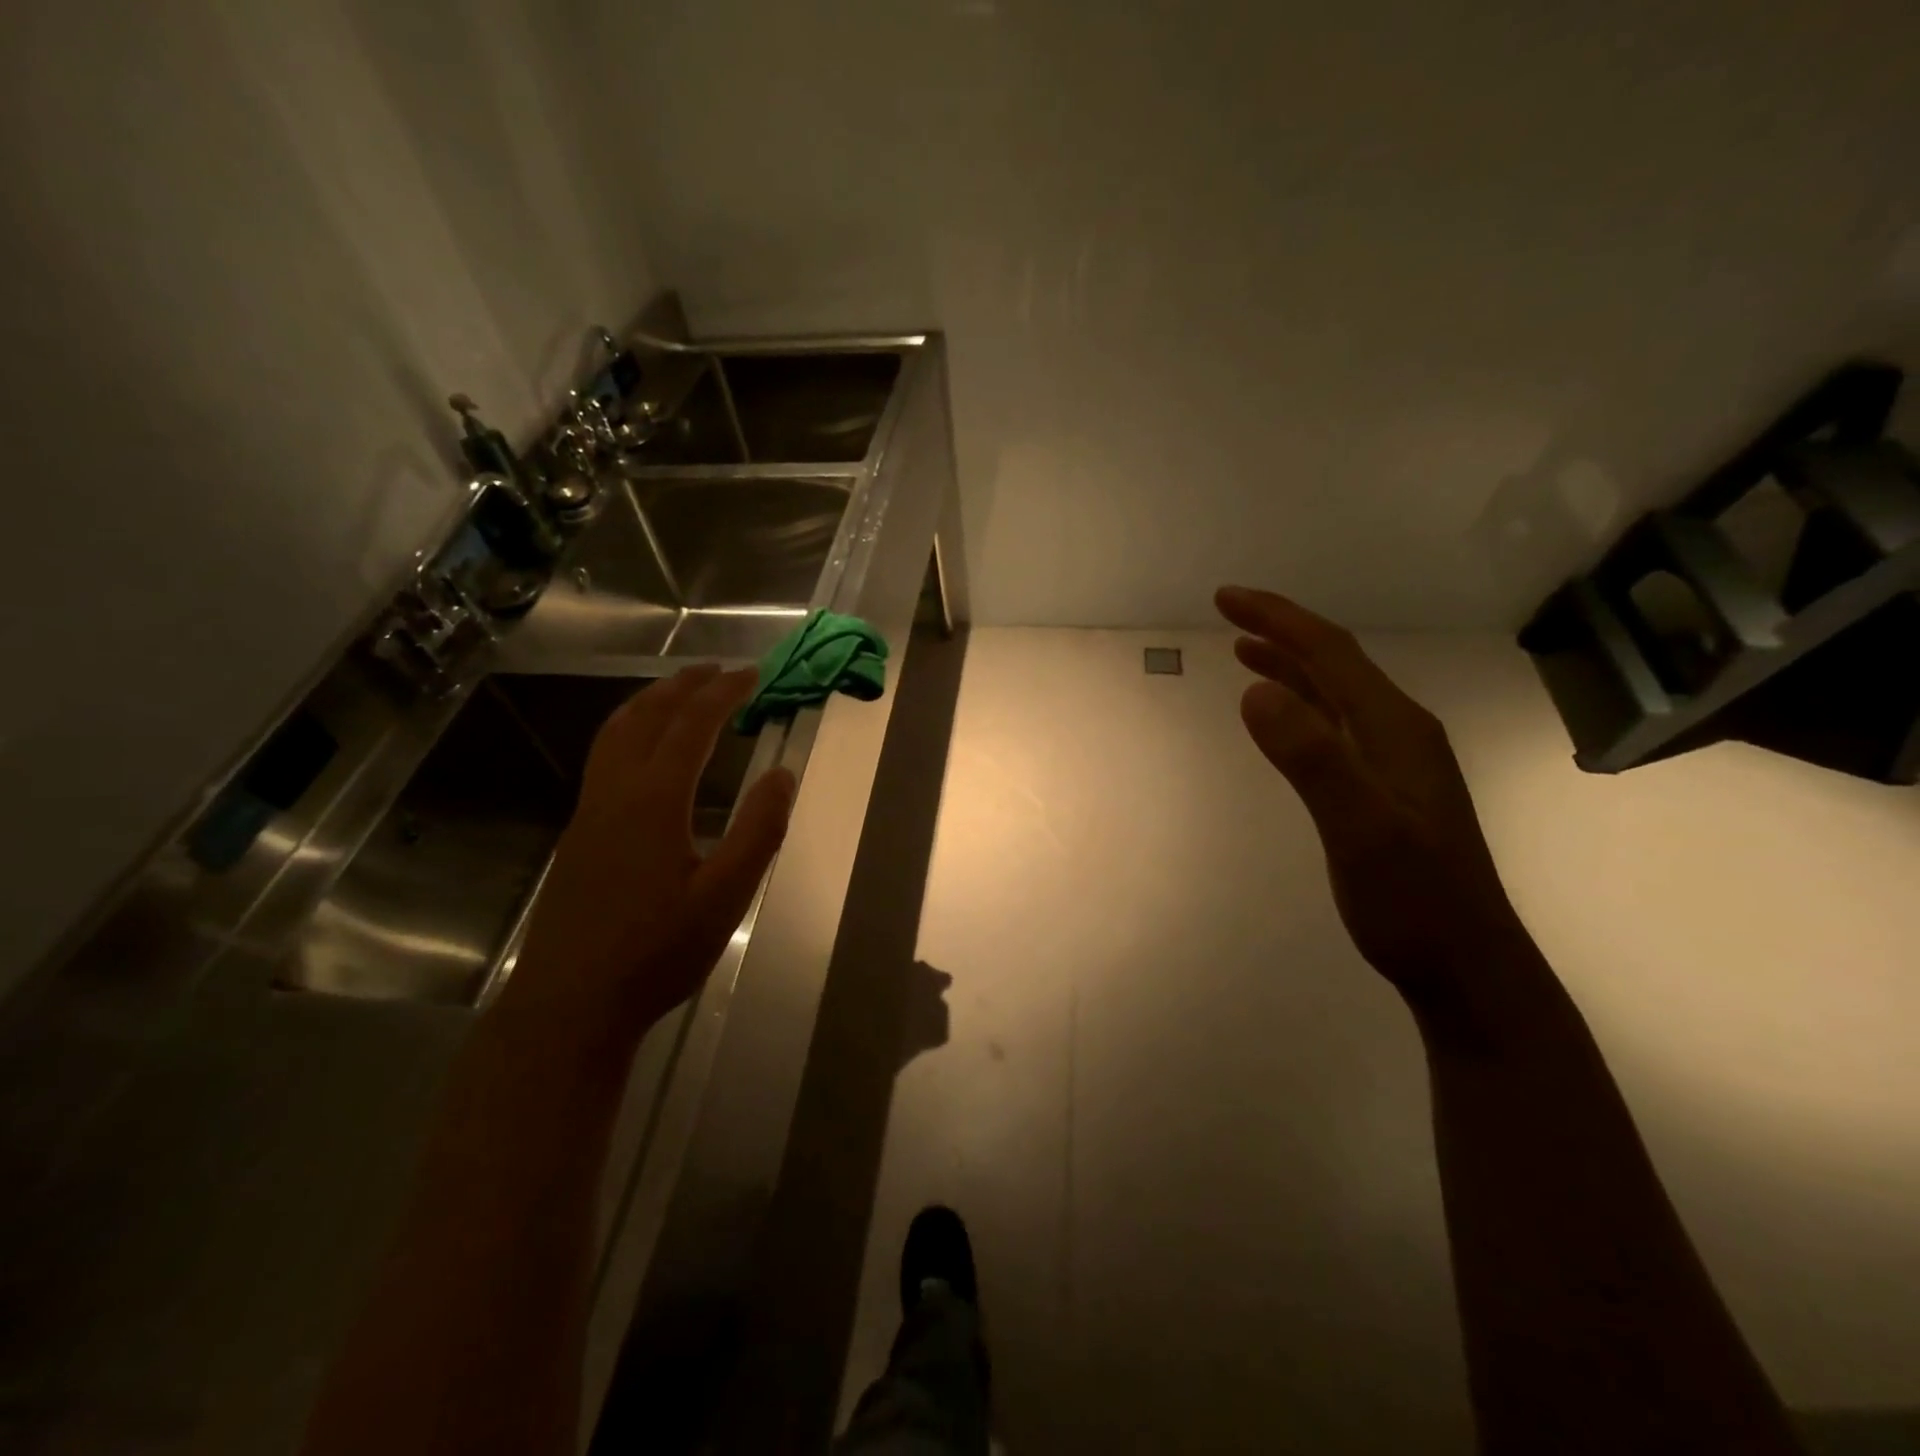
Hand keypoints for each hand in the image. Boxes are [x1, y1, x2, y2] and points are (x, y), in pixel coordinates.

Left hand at [506, 665, 795, 1039]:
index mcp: (654, 800)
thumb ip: (759, 831)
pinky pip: (604, 758)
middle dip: (683, 686)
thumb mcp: (725, 896)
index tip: (752, 674)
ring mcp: (589, 812)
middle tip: (716, 669)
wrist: (569, 1004)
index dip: (723, 693)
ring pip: (614, 734)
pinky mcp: (578, 835)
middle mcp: (615, 793)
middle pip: (646, 717)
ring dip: (649, 703)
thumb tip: (782, 773)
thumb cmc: (656, 952)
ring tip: (678, 692)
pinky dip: (630, 730)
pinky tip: (645, 752)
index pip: (692, 725)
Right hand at [1215, 586, 1525, 1005]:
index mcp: (1396, 728)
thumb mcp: (1360, 830)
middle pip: (1336, 663)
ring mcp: (1396, 762)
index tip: (1225, 599)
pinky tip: (1286, 714)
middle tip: (1229, 612)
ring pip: (1337, 693)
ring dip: (1291, 664)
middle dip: (1282, 630)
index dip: (1278, 619)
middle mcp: (1400, 732)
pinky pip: (1336, 725)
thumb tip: (1254, 692)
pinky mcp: (1385, 789)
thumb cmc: (1413, 902)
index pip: (1331, 654)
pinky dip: (1303, 703)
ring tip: (1245, 649)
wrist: (1468, 968)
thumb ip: (1312, 759)